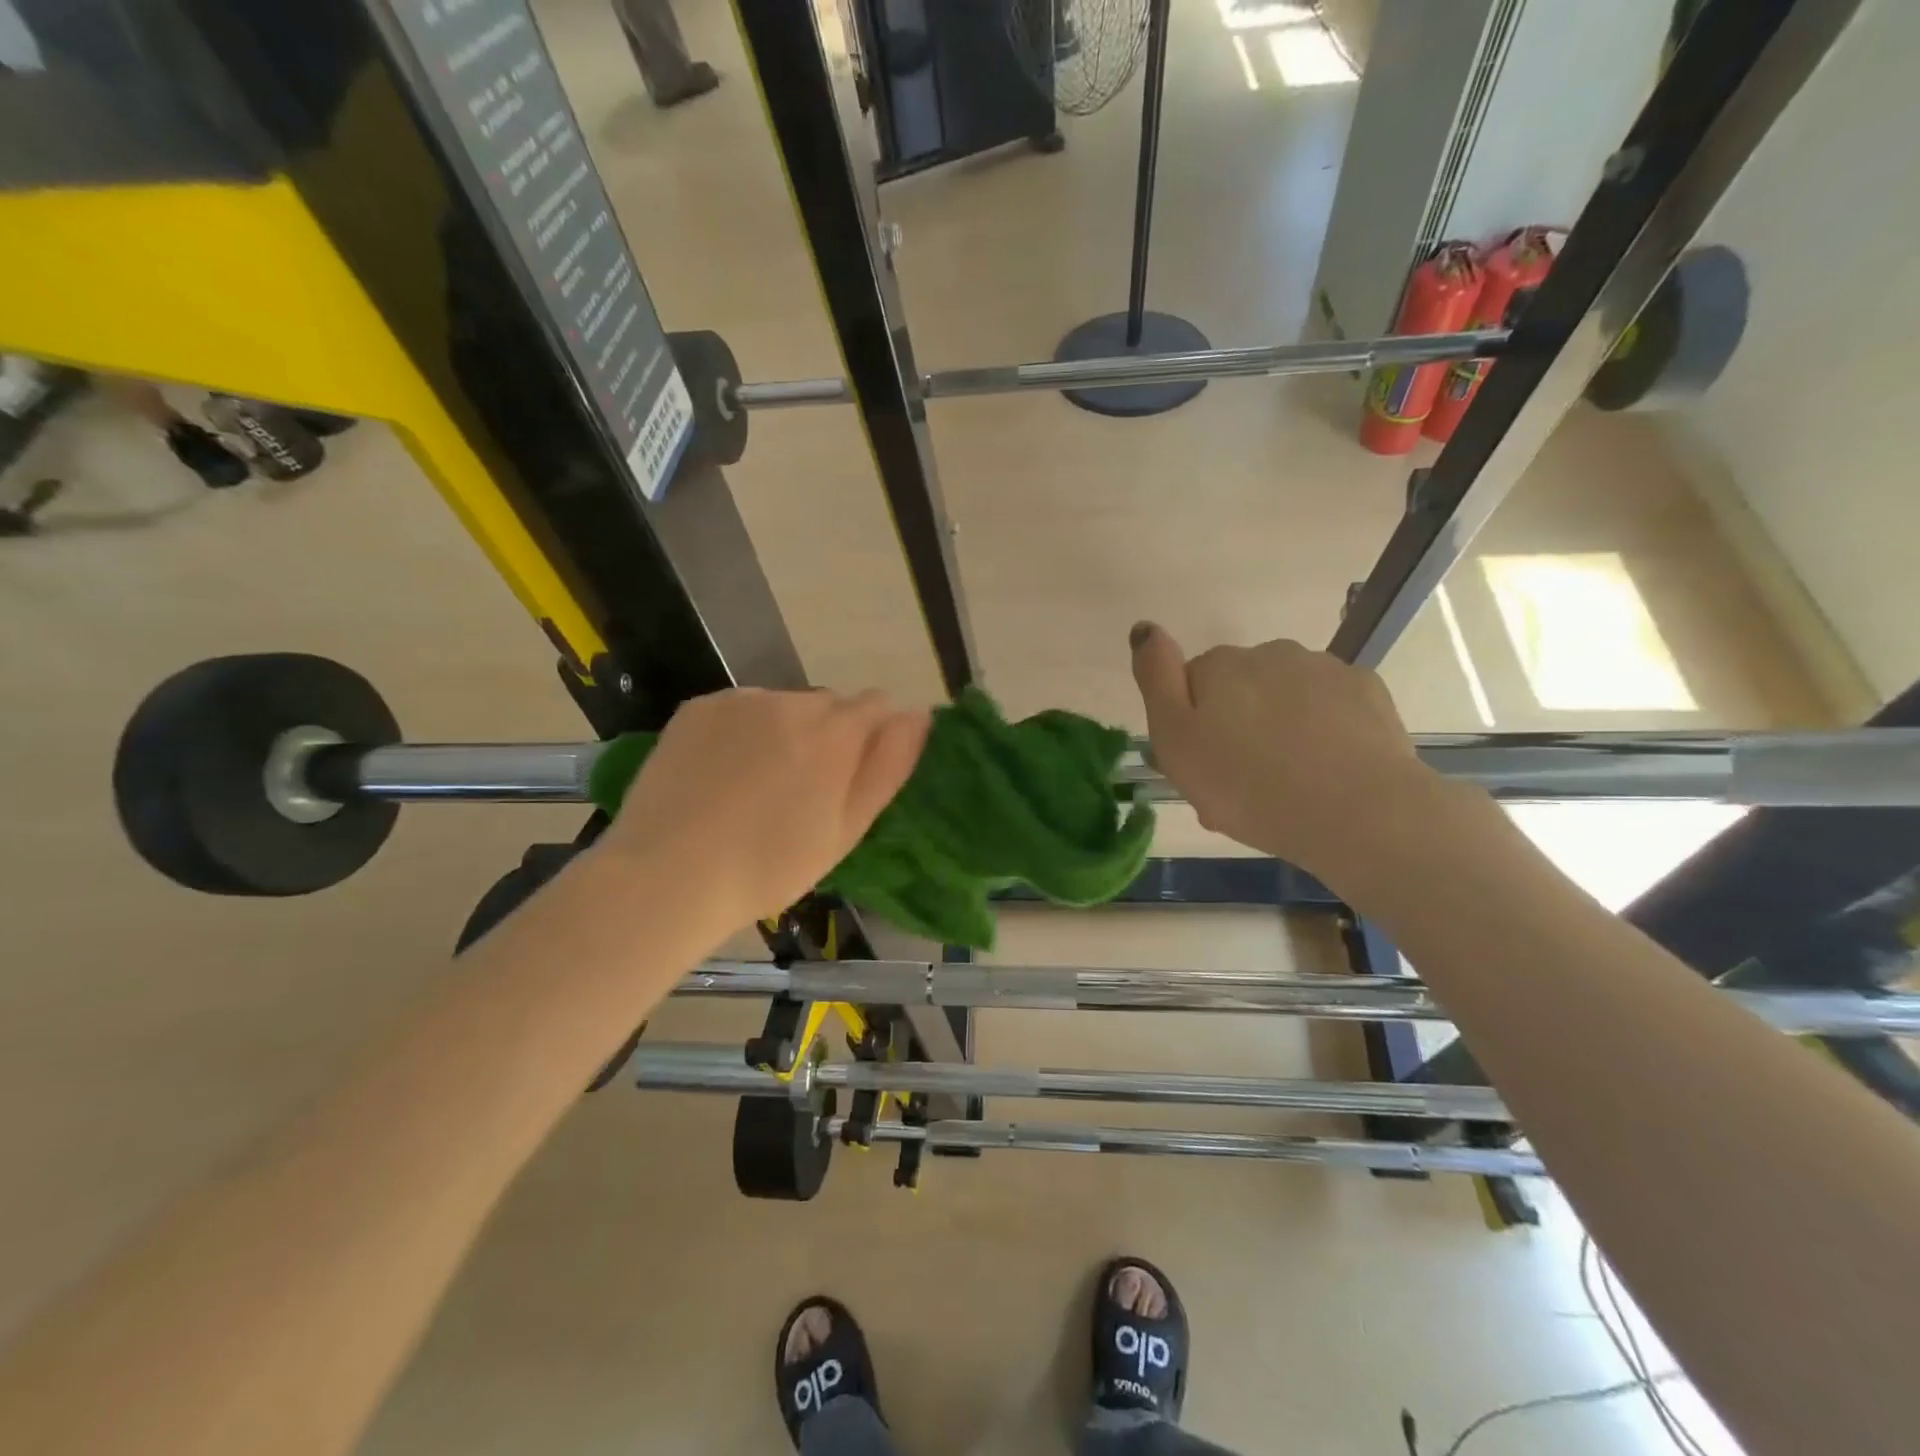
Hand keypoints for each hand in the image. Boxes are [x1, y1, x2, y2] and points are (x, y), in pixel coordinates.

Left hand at [600, 688, 928, 931]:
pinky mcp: (699, 707)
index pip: (877, 705)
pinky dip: (742, 731)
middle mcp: (791, 701)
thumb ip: (888, 766)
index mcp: (835, 732)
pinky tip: (722, 772)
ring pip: (782, 706)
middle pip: (829, 705)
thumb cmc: (771, 866)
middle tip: (803, 792)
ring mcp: (740, 701)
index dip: (873, 737)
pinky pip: (740, 709)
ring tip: (757, 785)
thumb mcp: (846, 829)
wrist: (668, 875)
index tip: (853, 776)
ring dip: (784, 731)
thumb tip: (918, 715)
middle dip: (828, 735)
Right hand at [1130, 624, 1437, 886]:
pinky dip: (1323, 728)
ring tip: (1289, 780)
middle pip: (1239, 687)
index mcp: (1218, 666)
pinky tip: (1327, 767)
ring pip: (1286, 695)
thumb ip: (1155, 679)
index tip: (1204, 765)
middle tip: (1242, 781)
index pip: (1190, 685)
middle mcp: (1269, 653)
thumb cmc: (1248, 786)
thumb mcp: (1176, 742)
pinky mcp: (1366, 690)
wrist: (1358, 812)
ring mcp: (1323, 668)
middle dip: (1237, 723)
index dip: (1192, 725)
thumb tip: (1145, 627)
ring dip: (1281, 725)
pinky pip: (1330, 705)